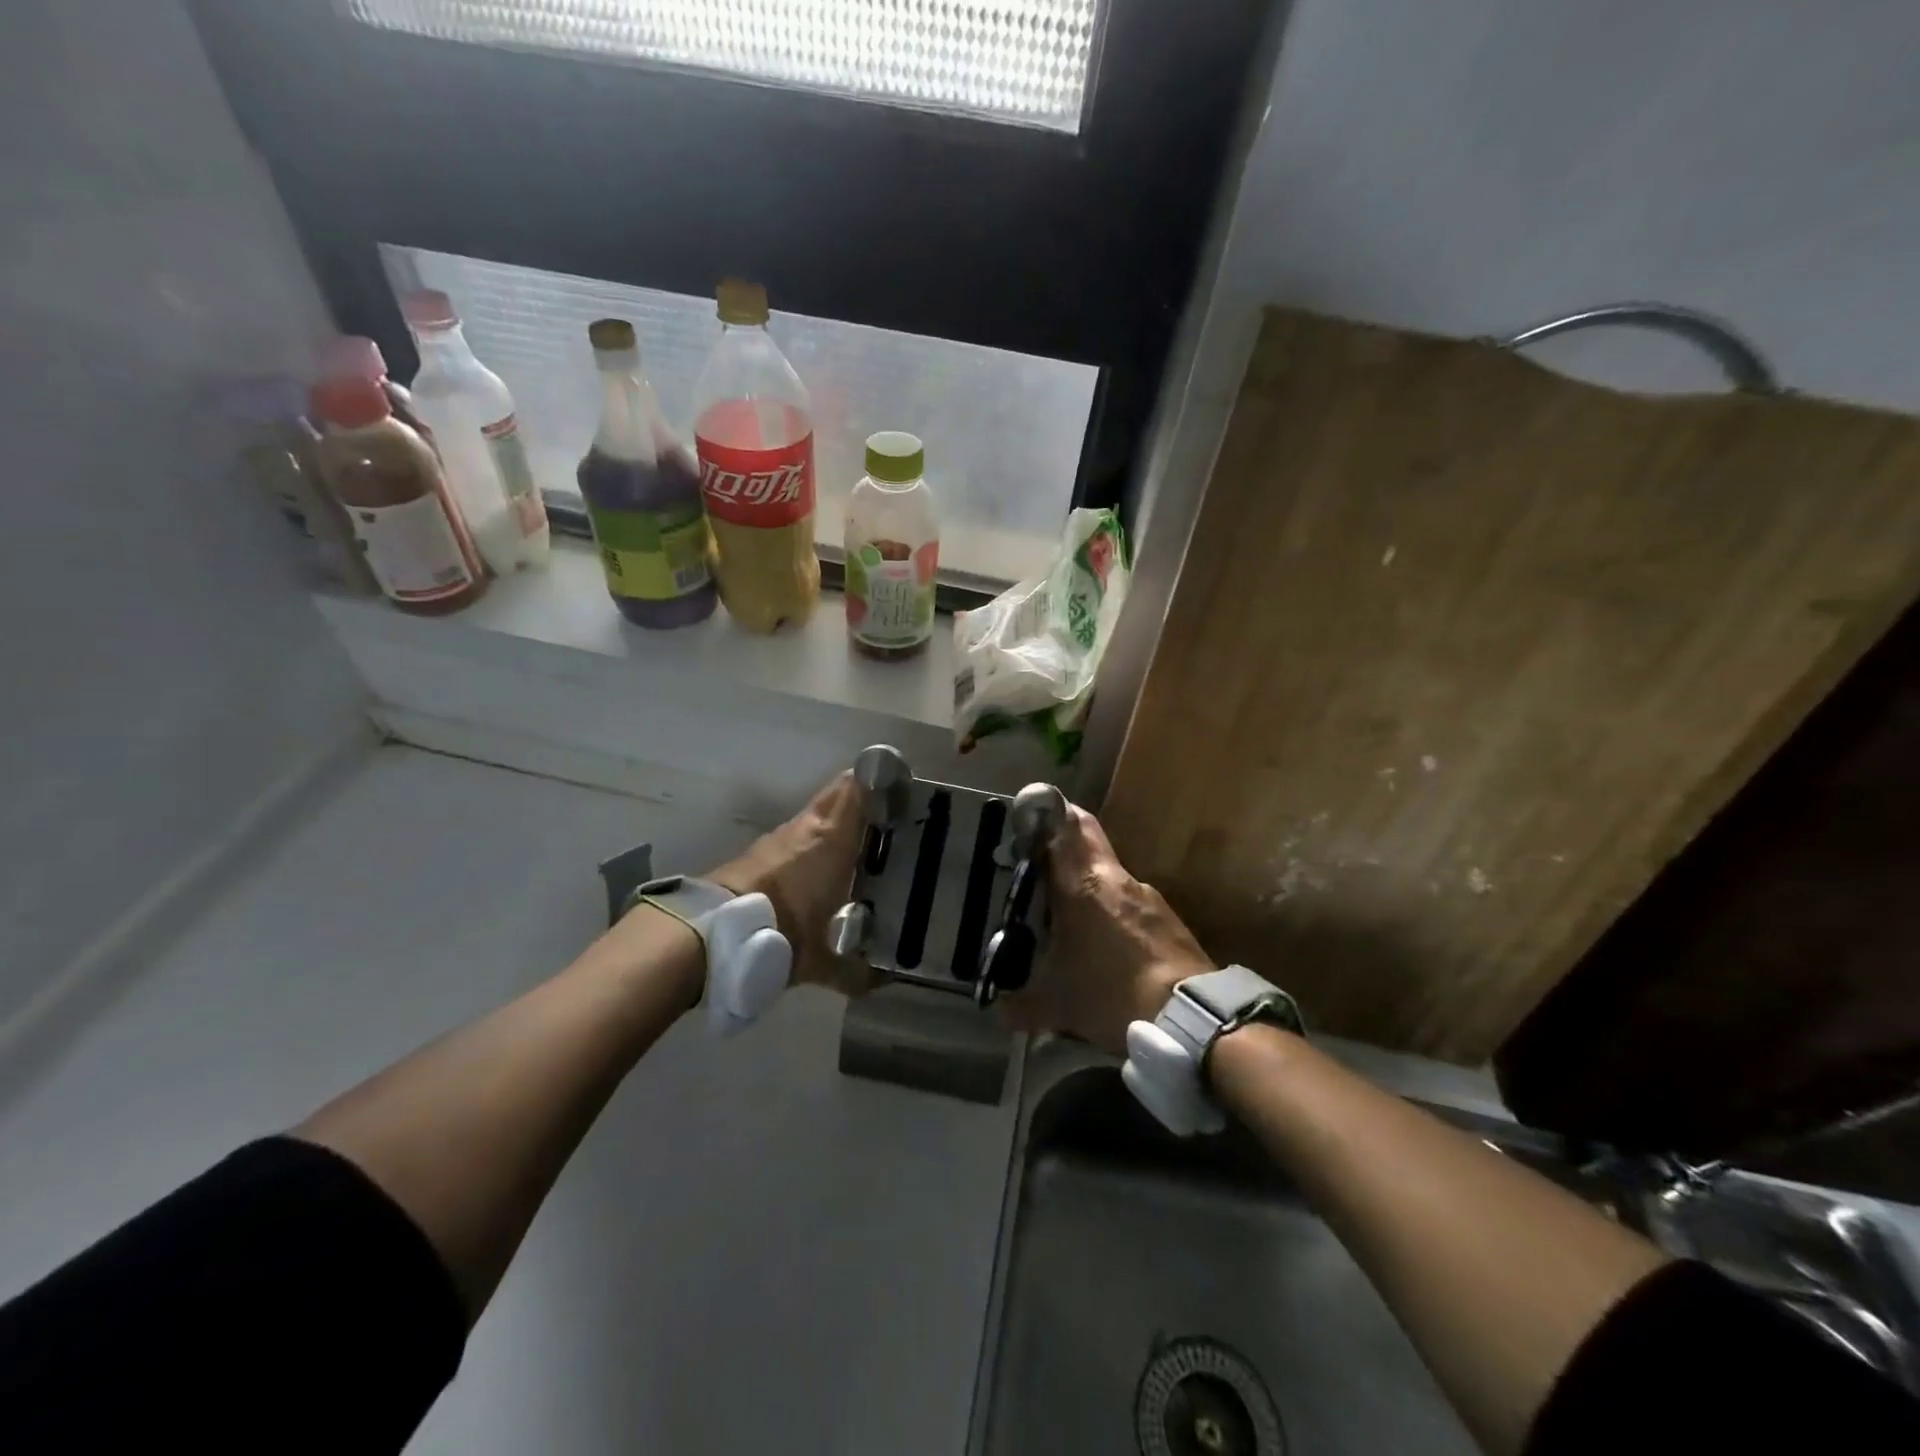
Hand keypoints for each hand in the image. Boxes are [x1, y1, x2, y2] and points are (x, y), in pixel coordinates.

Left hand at [710, 772, 876, 996]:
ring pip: (819, 813)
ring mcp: (782, 834)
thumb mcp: (827, 958)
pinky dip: (816, 839)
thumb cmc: (786, 930)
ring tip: (864, 842)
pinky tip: (826, 865)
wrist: (718, 933)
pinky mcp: (761, 849)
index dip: (882, 781)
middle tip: (890, 816)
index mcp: (834, 836)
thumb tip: (883, 982)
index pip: (860, 787)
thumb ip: (858, 971)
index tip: (904, 792)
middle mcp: (809, 825)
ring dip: (839, 820)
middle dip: (865, 796)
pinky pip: (800, 833)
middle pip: (841, 791)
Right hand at [998, 804, 1214, 1055]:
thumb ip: (1021, 1005)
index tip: (1028, 821)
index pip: (1066, 824)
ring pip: (1109, 878)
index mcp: (1083, 882)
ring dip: (1089, 890)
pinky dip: (1115, 918)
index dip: (1046, 814)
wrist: (1190, 1019)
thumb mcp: (1056, 1005)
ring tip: (1072, 925)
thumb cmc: (1110, 993)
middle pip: (1088, 841)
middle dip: (1064, 846)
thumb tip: (1000, 1011)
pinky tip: (1109, 952)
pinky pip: (1132, 907)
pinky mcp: (1170, 921)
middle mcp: (1116, 878)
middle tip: (1041, 866)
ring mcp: (1149, 897)